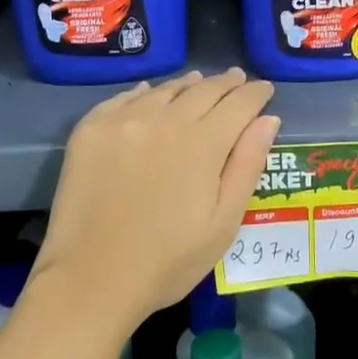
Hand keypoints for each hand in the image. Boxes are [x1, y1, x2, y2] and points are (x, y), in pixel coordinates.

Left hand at [35, 69, 278, 332]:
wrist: (89, 280)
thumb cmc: (168, 261)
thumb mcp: (223, 223)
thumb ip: (247, 165)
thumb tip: (268, 119)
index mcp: (203, 143)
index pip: (238, 104)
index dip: (255, 93)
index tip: (265, 88)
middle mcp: (164, 119)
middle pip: (203, 90)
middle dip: (226, 84)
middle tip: (237, 78)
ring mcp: (123, 120)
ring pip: (164, 90)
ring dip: (187, 85)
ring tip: (198, 82)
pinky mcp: (90, 129)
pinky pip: (124, 98)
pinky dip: (144, 93)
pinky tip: (149, 93)